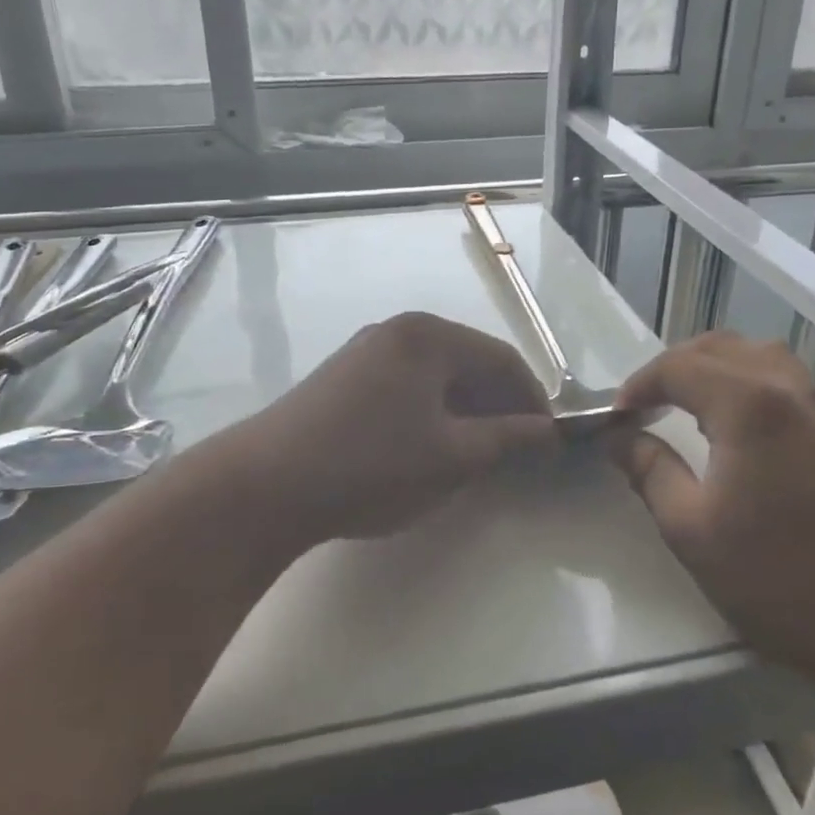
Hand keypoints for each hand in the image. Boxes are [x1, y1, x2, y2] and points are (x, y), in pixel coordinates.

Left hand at [215, 312, 557, 549]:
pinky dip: (429, 411)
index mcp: (429, 336)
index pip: (502, 359)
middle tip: (515, 450)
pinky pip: (404, 385)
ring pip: (434, 375)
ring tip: (477, 453)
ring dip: (464, 409)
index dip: (532, 400)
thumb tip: (546, 432)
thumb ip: (507, 438)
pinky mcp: (341, 377)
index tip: (548, 441)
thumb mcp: (452, 456)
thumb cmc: (372, 465)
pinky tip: (428, 446)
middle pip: (467, 361)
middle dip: (498, 404)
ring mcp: (364, 351)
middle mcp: (397, 330)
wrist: (266, 484)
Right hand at [608, 331, 814, 688]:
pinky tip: (730, 418)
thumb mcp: (690, 528)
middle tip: (643, 406)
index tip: (616, 418)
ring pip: (754, 353)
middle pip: (717, 347)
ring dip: (710, 366)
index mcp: (747, 404)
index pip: (678, 367)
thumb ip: (649, 470)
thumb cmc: (776, 577)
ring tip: (683, 402)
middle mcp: (785, 387)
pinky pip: (780, 375)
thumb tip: (619, 437)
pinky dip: (742, 378)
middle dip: (671, 368)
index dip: (638, 385)